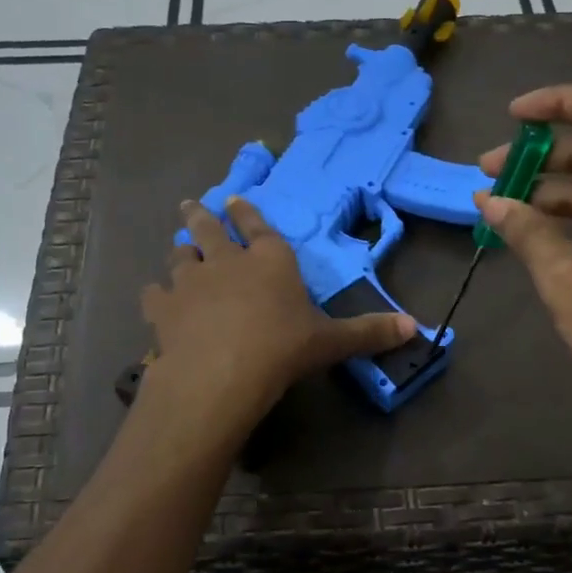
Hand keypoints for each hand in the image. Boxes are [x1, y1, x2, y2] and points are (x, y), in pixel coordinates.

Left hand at [141, 197, 416, 421]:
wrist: (221, 373)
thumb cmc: (282, 349)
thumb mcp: (331, 342)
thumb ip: (369, 333)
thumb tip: (416, 328)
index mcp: (270, 260)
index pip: (257, 226)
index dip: (247, 213)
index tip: (235, 200)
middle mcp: (227, 260)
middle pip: (209, 229)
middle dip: (201, 216)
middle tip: (191, 205)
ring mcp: (191, 281)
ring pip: (181, 257)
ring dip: (181, 252)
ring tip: (179, 248)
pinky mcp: (164, 307)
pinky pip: (155, 293)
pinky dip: (156, 294)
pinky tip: (156, 298)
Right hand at [476, 85, 571, 436]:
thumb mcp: (565, 275)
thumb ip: (525, 229)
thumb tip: (489, 201)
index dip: (559, 102)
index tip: (512, 117)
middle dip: (540, 152)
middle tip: (487, 169)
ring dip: (547, 187)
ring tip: (495, 202)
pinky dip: (564, 216)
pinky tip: (525, 229)